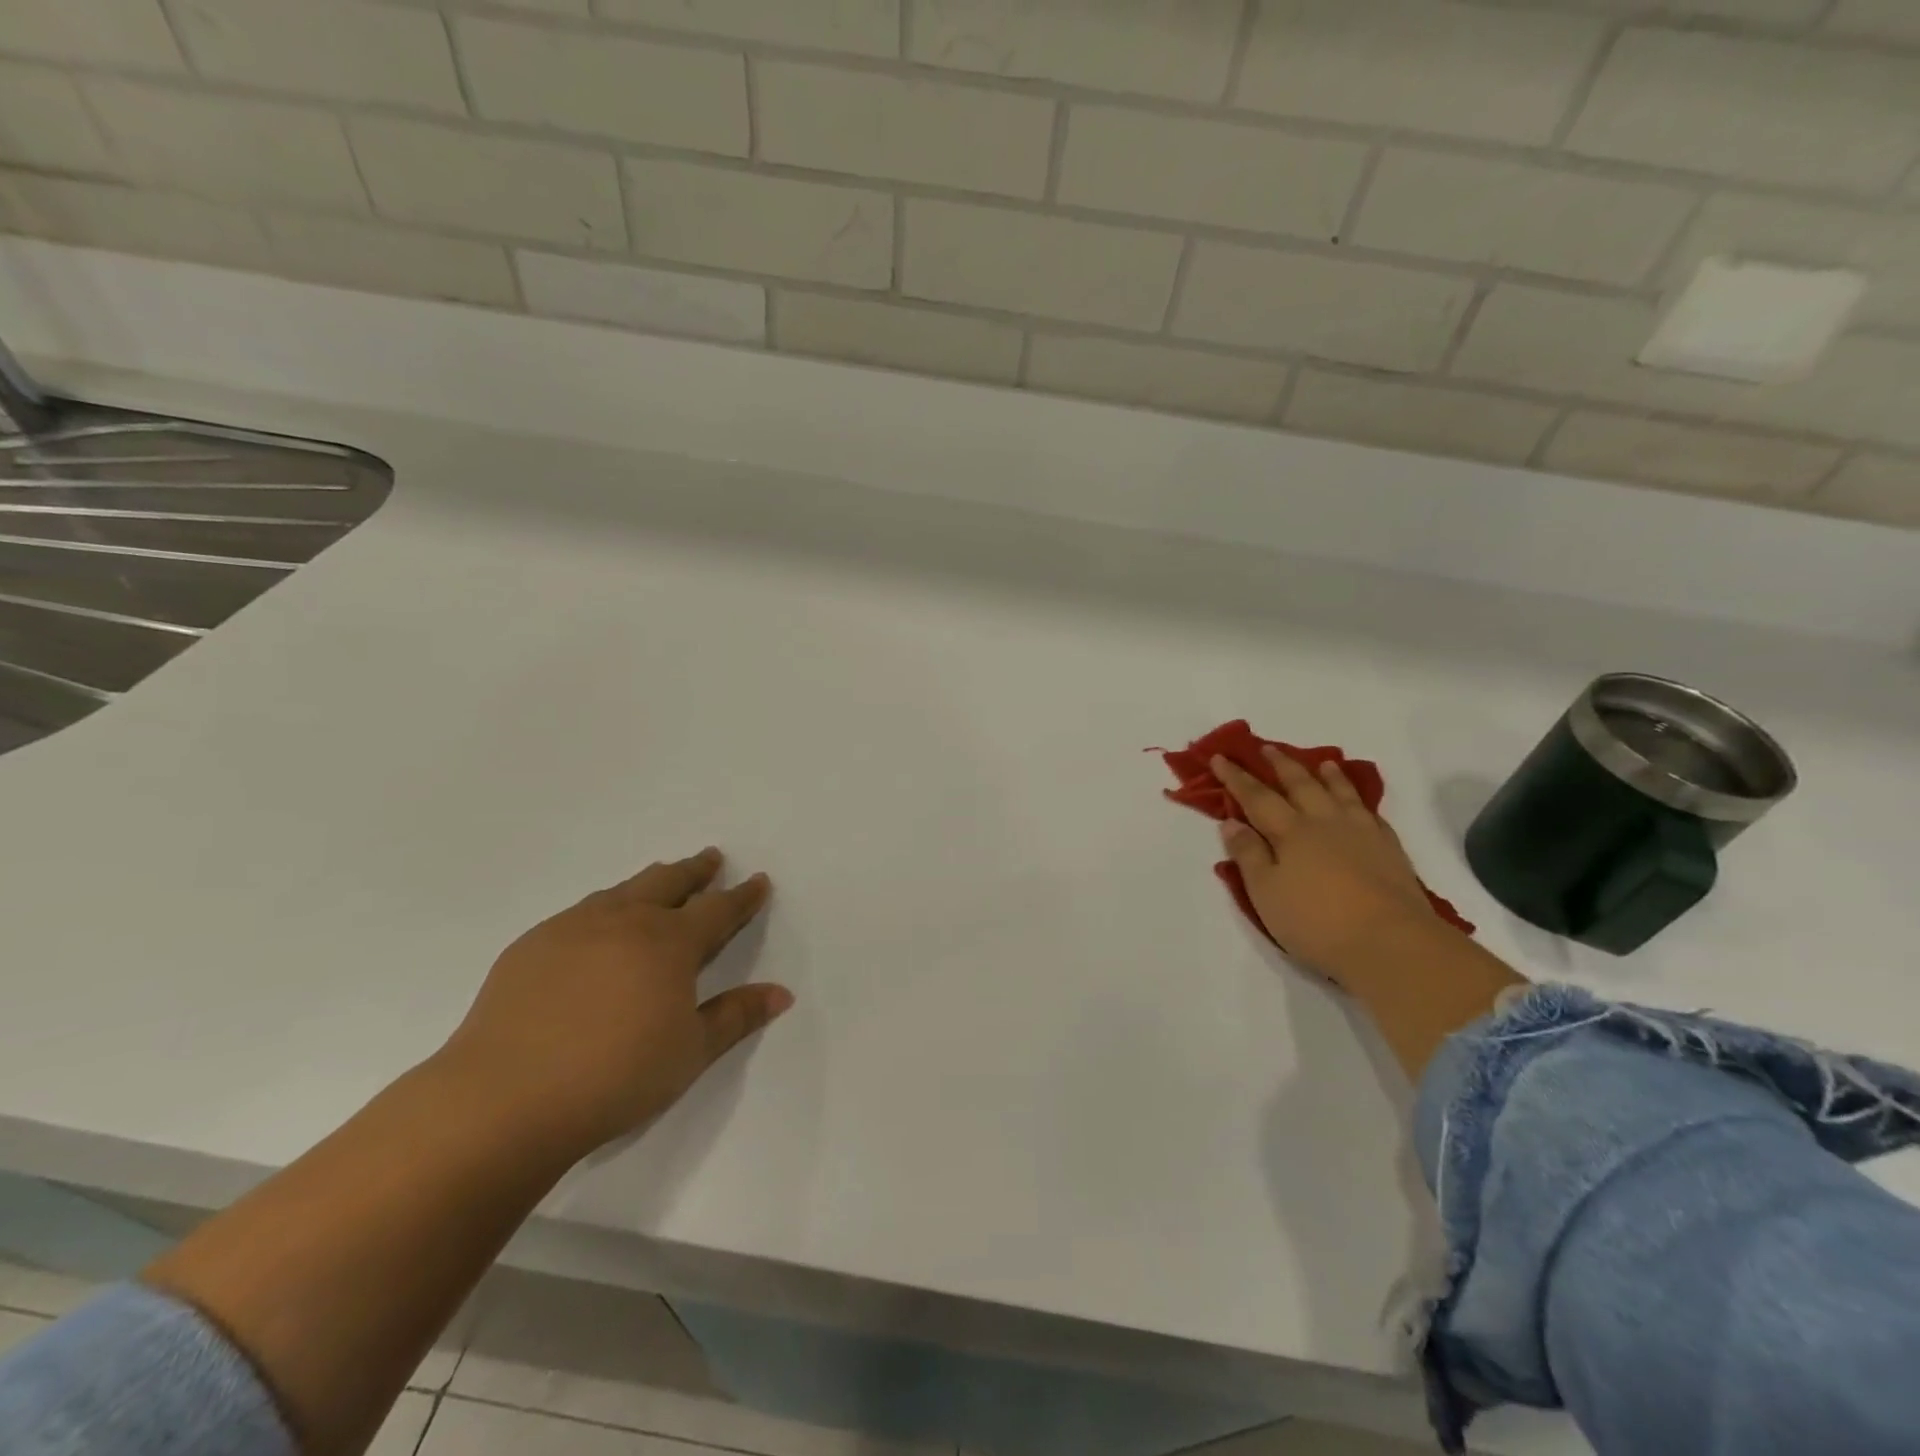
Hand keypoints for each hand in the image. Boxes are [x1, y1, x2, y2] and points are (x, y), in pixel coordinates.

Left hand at [438, 848, 790, 1159]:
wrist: (504, 1099)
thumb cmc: (615, 1076)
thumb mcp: (691, 1052)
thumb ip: (736, 1016)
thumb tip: (782, 993)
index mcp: (670, 943)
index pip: (718, 910)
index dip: (742, 896)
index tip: (758, 881)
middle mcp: (626, 922)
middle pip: (669, 883)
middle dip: (696, 870)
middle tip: (710, 858)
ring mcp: (573, 928)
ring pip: (623, 890)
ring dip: (650, 881)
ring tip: (660, 879)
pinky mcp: (532, 946)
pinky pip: (581, 911)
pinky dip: (605, 906)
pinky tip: (598, 924)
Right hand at [1212, 750, 1440, 985]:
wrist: (1391, 943)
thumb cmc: (1316, 922)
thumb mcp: (1266, 893)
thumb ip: (1248, 855)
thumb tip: (1232, 822)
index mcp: (1290, 832)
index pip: (1256, 797)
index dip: (1236, 777)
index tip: (1220, 757)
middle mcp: (1324, 822)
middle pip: (1300, 785)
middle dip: (1280, 765)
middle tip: (1267, 748)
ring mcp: (1361, 833)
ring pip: (1341, 793)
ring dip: (1327, 775)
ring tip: (1322, 762)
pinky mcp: (1389, 849)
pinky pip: (1370, 812)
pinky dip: (1359, 800)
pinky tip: (1359, 803)